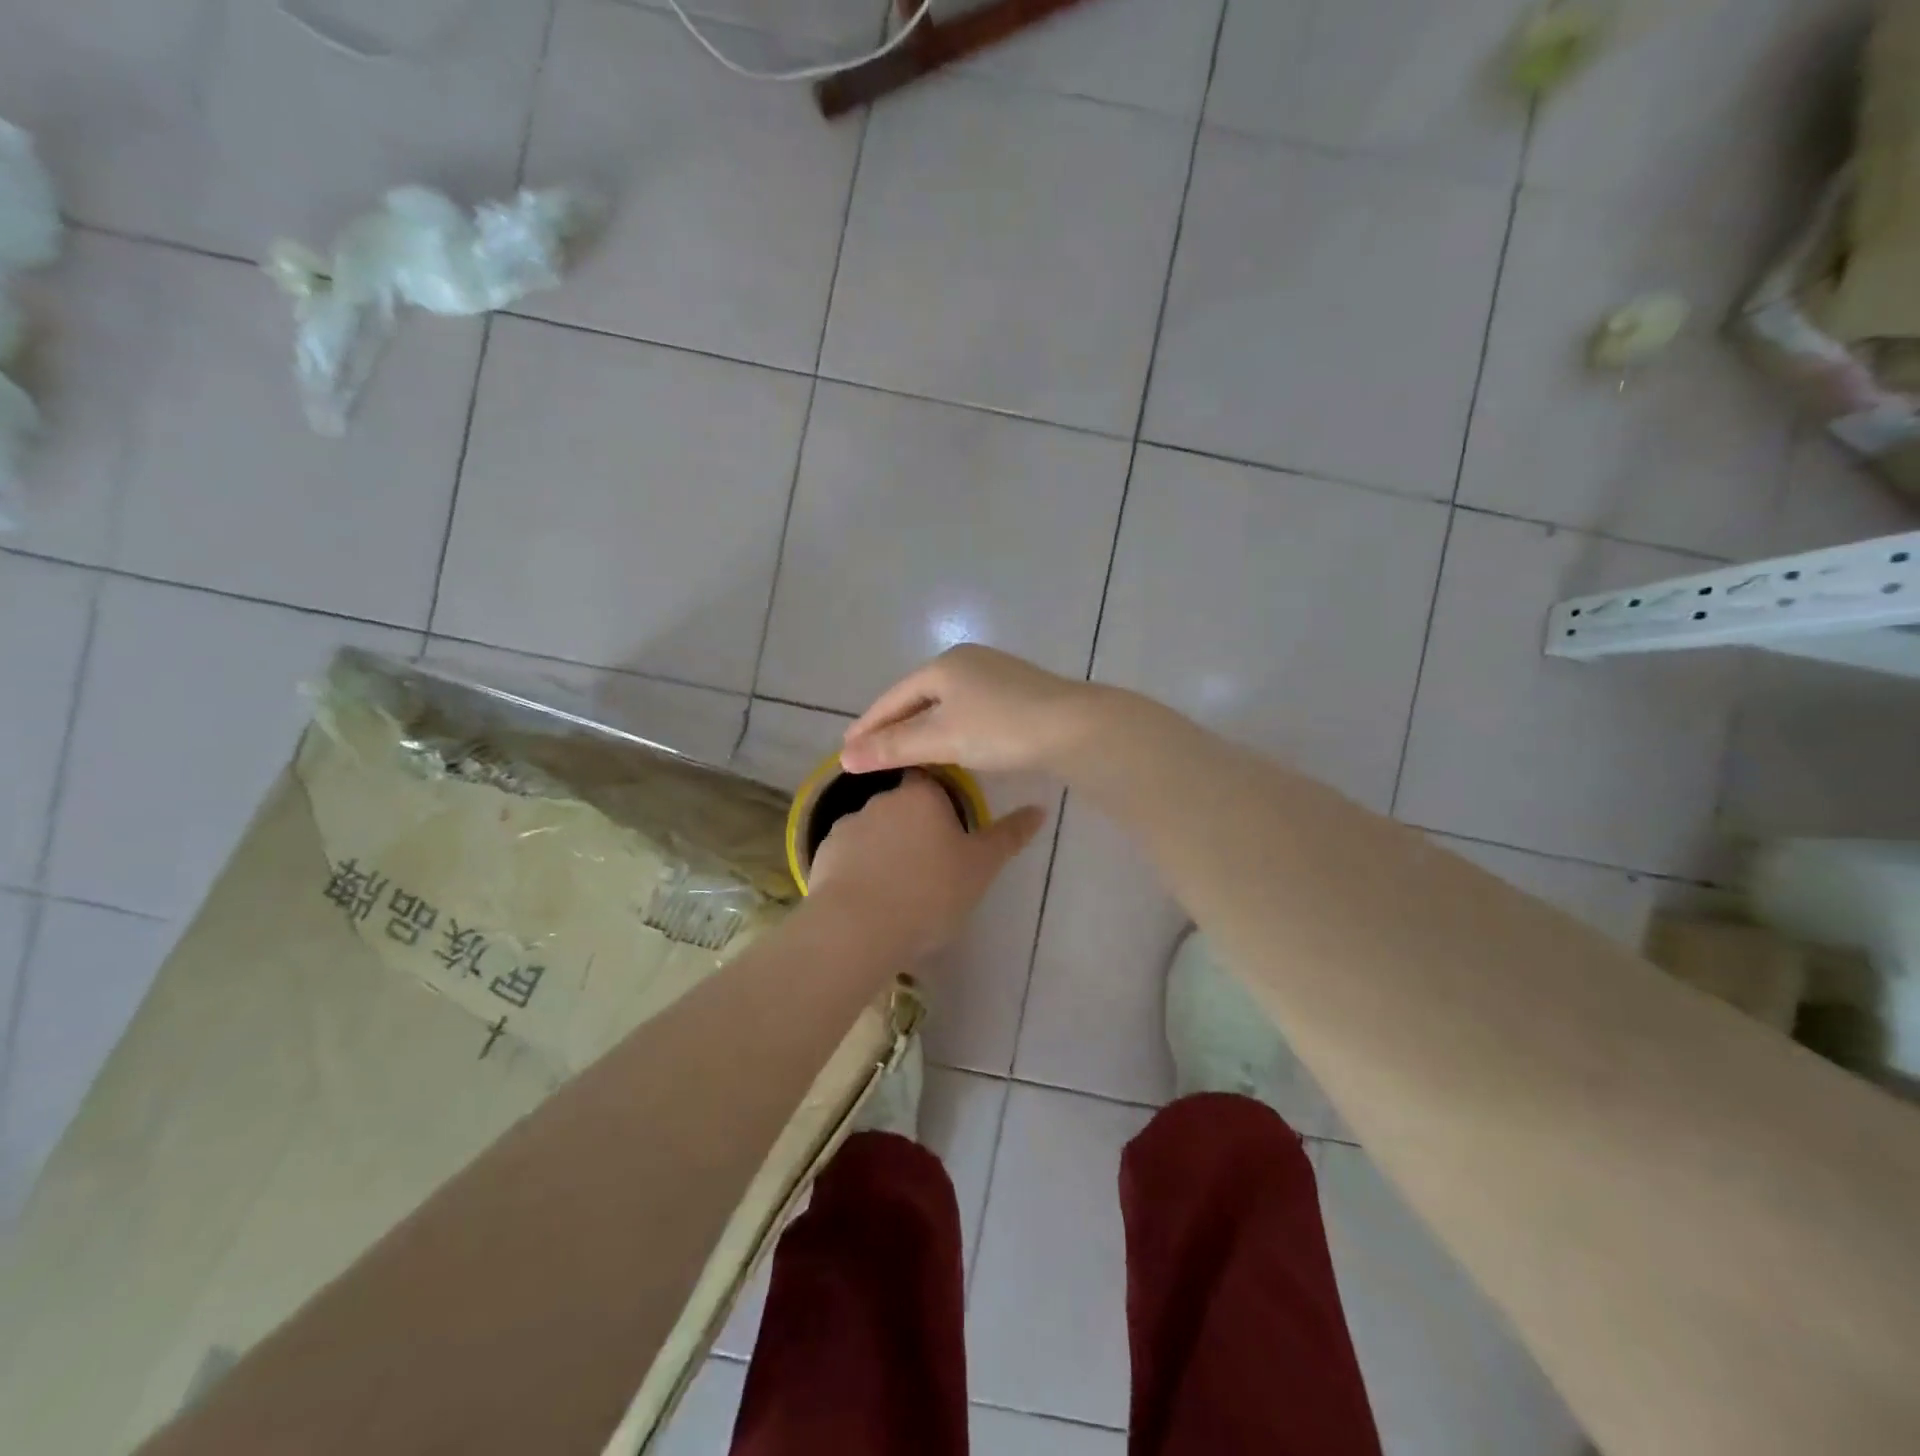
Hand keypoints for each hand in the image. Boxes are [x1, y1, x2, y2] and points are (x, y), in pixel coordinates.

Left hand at [808, 771, 1046, 958]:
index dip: (943, 800)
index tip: (952, 828)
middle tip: (931, 865)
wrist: (857, 928)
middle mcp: (881, 799)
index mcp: (921, 795)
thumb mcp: (981, 867)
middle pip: (903, 805)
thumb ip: (1008, 836)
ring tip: (899, 888)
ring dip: (886, 849)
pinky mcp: (823, 854)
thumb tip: (1040, 808)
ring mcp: (847, 826)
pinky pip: (849, 856)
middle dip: (915, 828)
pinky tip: (870, 899)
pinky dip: (860, 869)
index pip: (932, 779)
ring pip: (875, 831)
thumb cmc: (930, 892)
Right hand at [841, 645, 1104, 776]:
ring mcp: (995, 673)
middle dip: (894, 724)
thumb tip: (845, 757)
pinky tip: (950, 742)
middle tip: (871, 751)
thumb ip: (893, 747)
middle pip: (918, 696)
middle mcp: (967, 661)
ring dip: (922, 726)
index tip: (846, 749)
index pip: (893, 697)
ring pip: (945, 702)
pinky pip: (968, 707)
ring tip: (904, 750)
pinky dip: (950, 726)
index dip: (868, 724)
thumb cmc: (1000, 729)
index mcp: (943, 665)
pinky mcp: (1017, 690)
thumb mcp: (941, 739)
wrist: (1074, 728)